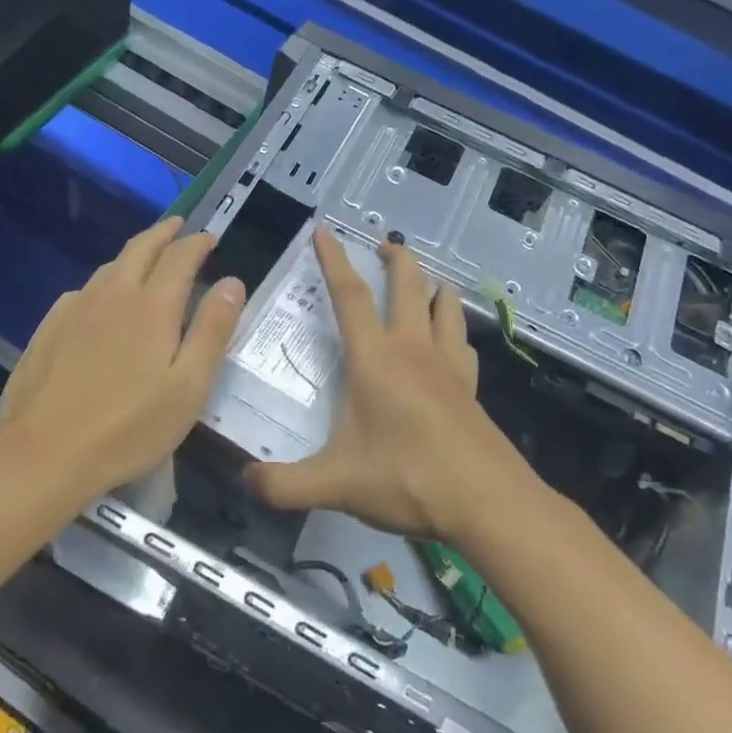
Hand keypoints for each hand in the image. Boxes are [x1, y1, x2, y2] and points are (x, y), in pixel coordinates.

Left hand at [0, 218, 244, 499]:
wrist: (44, 454)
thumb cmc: (129, 427)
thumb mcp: (188, 387)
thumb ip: (213, 331)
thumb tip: (232, 282)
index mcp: (152, 307)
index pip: (179, 258)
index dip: (197, 243)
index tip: (209, 237)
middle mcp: (112, 296)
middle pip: (140, 249)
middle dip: (163, 233)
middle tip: (178, 226)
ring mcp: (75, 310)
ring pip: (108, 268)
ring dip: (132, 255)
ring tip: (146, 258)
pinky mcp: (48, 329)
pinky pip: (82, 292)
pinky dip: (102, 284)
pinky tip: (100, 301)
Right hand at [248, 229, 532, 540]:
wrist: (487, 502)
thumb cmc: (407, 480)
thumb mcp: (335, 485)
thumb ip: (283, 485)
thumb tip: (244, 481)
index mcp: (375, 359)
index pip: (350, 297)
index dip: (334, 260)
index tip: (324, 230)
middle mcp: (414, 350)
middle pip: (408, 285)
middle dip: (395, 258)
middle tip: (382, 243)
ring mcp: (449, 366)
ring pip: (445, 306)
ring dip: (432, 285)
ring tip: (422, 282)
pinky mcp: (472, 387)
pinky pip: (462, 342)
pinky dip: (453, 327)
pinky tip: (451, 338)